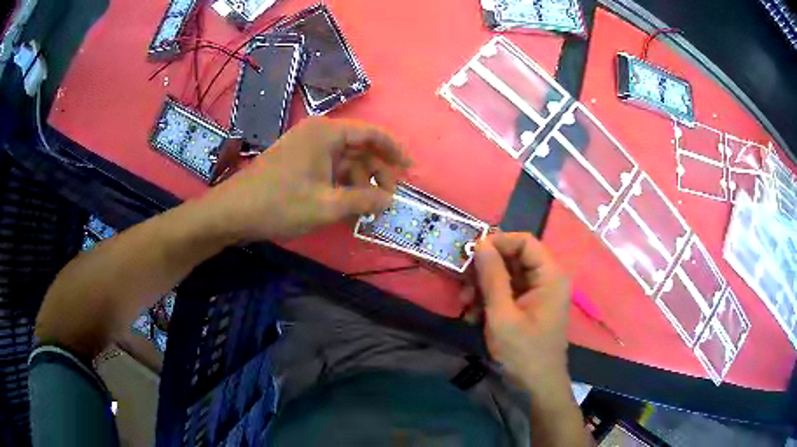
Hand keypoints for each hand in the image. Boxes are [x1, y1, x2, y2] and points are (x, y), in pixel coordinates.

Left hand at [200, 117, 410, 241]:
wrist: (234, 211)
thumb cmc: (280, 204)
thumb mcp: (327, 206)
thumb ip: (363, 201)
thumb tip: (390, 201)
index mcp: (327, 133)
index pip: (372, 133)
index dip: (394, 150)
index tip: (410, 169)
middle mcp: (318, 134)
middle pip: (359, 148)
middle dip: (376, 173)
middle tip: (386, 200)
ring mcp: (306, 148)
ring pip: (344, 161)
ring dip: (359, 182)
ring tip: (366, 209)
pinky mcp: (297, 162)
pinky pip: (329, 169)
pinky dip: (341, 185)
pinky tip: (346, 205)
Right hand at [468, 232, 571, 391]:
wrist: (536, 387)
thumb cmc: (523, 352)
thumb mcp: (502, 315)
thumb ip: (492, 277)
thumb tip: (480, 242)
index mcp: (550, 276)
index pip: (525, 242)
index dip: (498, 242)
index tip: (471, 253)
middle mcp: (547, 279)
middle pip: (514, 258)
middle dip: (486, 269)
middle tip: (463, 283)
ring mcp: (537, 294)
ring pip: (507, 276)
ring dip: (483, 287)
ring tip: (466, 305)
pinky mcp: (528, 307)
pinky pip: (507, 292)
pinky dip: (489, 300)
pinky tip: (474, 317)